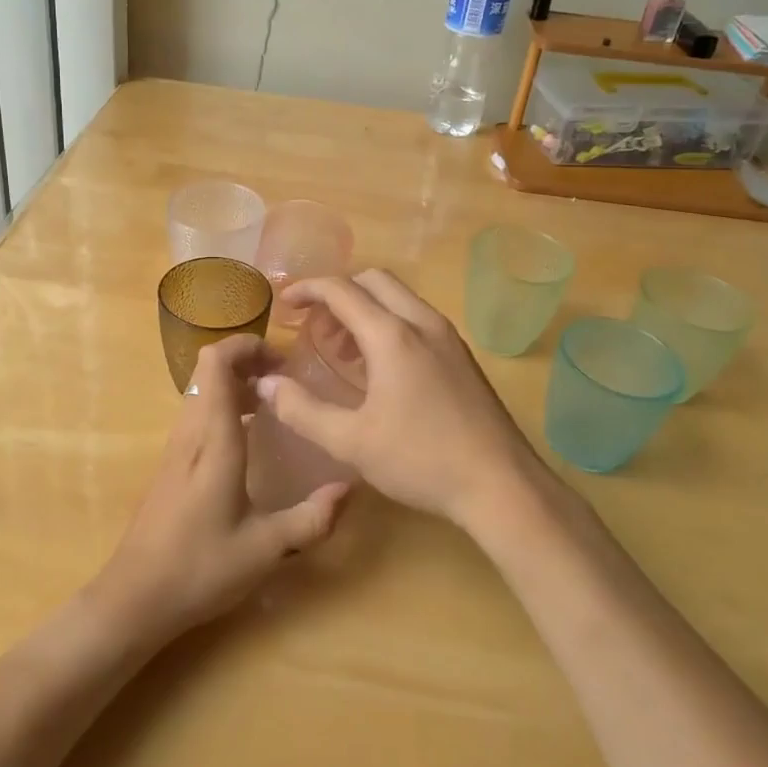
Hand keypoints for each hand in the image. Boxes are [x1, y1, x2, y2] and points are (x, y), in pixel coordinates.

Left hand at [91, 336, 350, 645]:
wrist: (134, 598)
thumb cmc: (200, 568)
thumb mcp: (265, 549)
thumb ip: (312, 519)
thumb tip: (351, 488)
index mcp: (213, 439)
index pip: (217, 363)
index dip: (246, 345)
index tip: (283, 360)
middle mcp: (191, 432)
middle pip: (209, 368)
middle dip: (247, 360)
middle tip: (285, 380)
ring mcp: (176, 446)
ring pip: (202, 389)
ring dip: (235, 383)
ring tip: (273, 403)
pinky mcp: (171, 463)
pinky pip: (198, 412)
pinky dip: (224, 405)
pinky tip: (249, 438)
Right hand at [257, 271, 541, 531]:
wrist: (502, 485)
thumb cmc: (421, 460)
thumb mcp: (351, 442)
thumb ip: (301, 410)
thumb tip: (265, 384)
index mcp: (392, 335)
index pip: (341, 289)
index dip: (307, 290)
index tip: (284, 306)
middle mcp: (422, 323)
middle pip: (373, 281)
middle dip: (338, 293)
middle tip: (315, 326)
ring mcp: (448, 337)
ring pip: (398, 298)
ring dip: (364, 309)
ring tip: (342, 350)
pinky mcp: (462, 355)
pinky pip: (416, 318)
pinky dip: (388, 323)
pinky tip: (379, 369)